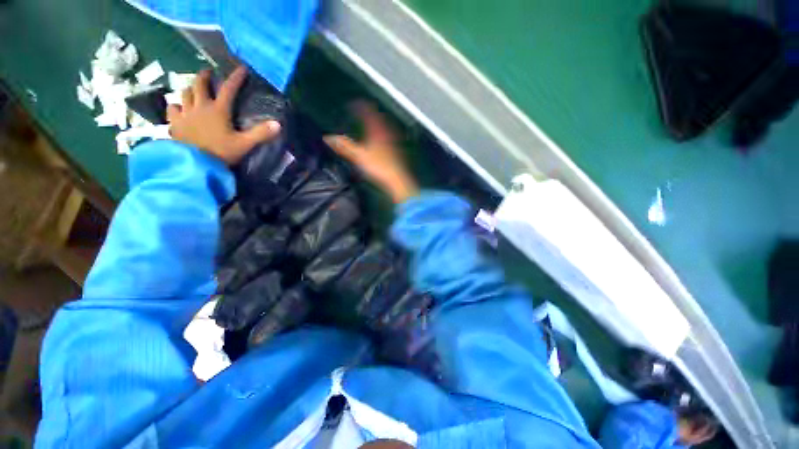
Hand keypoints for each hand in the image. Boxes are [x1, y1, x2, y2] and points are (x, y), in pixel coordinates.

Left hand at [167, 67, 280, 164]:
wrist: (195, 165)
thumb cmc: (221, 153)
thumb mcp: (245, 144)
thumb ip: (261, 134)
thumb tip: (278, 124)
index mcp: (218, 111)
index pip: (228, 89)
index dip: (236, 78)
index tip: (241, 68)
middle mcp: (200, 107)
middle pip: (199, 85)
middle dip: (204, 76)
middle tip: (208, 73)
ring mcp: (185, 114)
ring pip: (184, 94)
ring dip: (190, 89)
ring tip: (193, 90)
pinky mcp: (175, 124)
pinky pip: (173, 109)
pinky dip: (176, 106)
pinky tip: (178, 109)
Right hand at [324, 103, 418, 202]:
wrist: (397, 179)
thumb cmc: (379, 166)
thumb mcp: (358, 156)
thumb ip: (344, 146)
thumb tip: (328, 138)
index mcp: (377, 130)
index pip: (368, 112)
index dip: (360, 106)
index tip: (353, 103)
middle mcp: (387, 131)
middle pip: (379, 117)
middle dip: (370, 112)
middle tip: (363, 110)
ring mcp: (394, 140)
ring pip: (385, 126)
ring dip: (378, 122)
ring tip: (372, 122)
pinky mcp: (398, 149)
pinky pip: (390, 135)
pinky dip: (384, 133)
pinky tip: (383, 140)